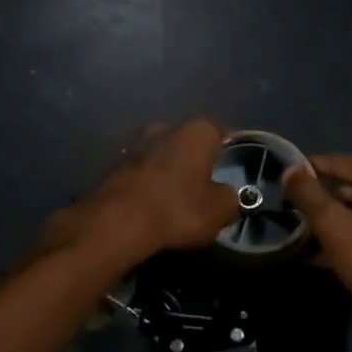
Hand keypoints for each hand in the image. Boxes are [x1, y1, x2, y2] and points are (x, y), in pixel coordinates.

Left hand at [40, 120, 239, 268]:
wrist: (116, 223)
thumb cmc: (177, 209)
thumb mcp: (220, 210)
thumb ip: (231, 198)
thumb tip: (229, 194)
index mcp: (197, 131)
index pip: (223, 133)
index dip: (233, 151)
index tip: (237, 168)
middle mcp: (165, 128)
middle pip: (189, 142)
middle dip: (197, 159)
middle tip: (207, 183)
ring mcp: (135, 145)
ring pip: (162, 155)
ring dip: (170, 170)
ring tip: (178, 195)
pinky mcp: (113, 166)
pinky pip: (142, 173)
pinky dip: (149, 184)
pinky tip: (153, 203)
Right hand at [284, 154, 351, 323]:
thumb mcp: (334, 226)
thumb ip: (308, 194)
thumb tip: (290, 170)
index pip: (340, 162)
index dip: (308, 169)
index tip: (283, 180)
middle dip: (321, 201)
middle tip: (291, 214)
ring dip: (335, 223)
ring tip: (303, 238)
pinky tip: (328, 256)